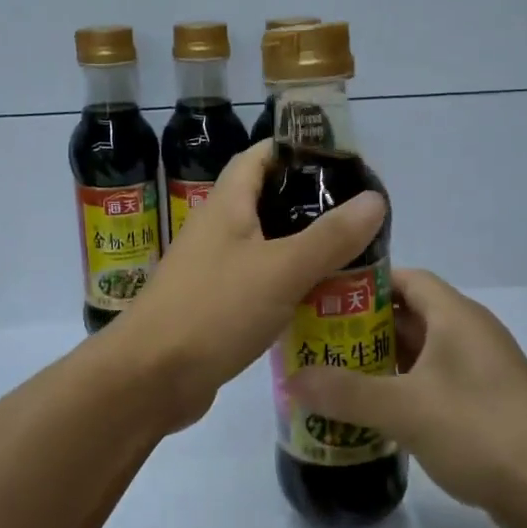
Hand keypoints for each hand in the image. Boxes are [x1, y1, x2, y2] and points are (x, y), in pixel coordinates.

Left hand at [112, 140, 385, 429]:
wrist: (150, 378)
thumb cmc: (214, 310)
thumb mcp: (281, 269)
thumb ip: (330, 236)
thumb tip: (376, 198)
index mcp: (226, 205)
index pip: (260, 156)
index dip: (297, 149)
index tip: (342, 160)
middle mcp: (216, 229)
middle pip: (266, 200)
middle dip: (310, 203)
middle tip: (358, 216)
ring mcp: (212, 268)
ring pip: (265, 245)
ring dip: (303, 247)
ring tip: (352, 255)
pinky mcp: (214, 305)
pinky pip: (258, 282)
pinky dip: (288, 284)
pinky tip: (319, 299)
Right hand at [288, 269, 526, 522]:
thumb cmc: (480, 431)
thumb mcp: (405, 408)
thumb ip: (345, 392)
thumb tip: (291, 380)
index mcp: (456, 316)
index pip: (405, 278)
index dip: (364, 282)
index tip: (323, 297)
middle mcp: (470, 334)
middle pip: (409, 315)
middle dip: (363, 327)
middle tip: (318, 342)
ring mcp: (481, 371)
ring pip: (421, 352)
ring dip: (381, 361)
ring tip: (334, 376)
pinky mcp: (485, 404)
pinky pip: (434, 383)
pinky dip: (403, 389)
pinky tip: (373, 412)